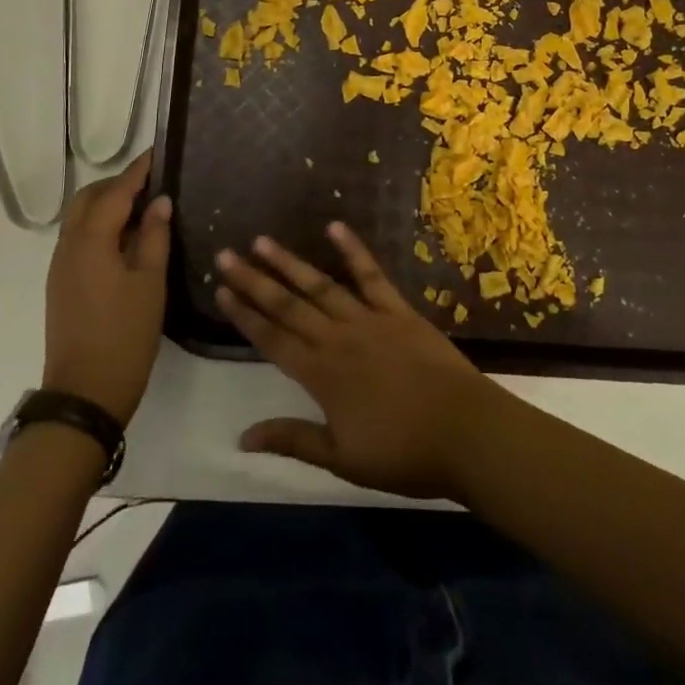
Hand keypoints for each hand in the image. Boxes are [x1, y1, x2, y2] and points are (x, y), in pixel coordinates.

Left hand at [42, 153, 169, 424]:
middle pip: (89, 199)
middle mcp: (69, 245)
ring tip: (145, 208)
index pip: (116, 191)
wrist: (84, 393)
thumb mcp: (150, 282)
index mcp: (91, 240)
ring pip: (81, 218)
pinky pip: (80, 239)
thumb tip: (159, 202)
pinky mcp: (62, 283)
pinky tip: (127, 239)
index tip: (160, 152)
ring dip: (108, 205)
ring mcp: (61, 266)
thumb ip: (154, 236)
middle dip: (118, 184)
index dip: (139, 171)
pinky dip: (101, 227)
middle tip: (153, 183)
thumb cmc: (124, 335)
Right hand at [215, 223, 498, 500]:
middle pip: (288, 305)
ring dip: (290, 262)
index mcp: (321, 375)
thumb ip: (292, 439)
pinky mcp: (398, 309)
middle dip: (254, 280)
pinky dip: (353, 250)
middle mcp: (337, 339)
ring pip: (321, 286)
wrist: (465, 432)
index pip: (272, 339)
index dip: (244, 315)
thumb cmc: (403, 453)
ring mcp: (369, 319)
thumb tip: (242, 437)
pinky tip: (334, 226)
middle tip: (226, 254)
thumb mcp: (342, 458)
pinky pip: (371, 275)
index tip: (220, 290)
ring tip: (263, 241)